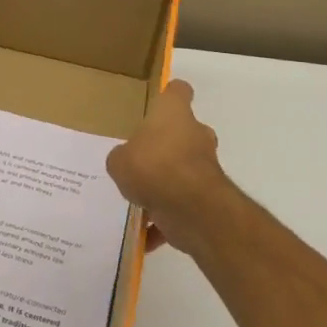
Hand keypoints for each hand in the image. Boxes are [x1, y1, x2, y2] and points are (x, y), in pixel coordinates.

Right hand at [106, 80, 228, 255]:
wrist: (190, 208)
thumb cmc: (152, 166)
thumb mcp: (119, 160)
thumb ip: (121, 158)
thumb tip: (126, 163)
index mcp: (173, 114)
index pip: (177, 91)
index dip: (169, 95)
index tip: (159, 103)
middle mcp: (195, 134)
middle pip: (183, 133)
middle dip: (165, 146)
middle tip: (140, 160)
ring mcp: (205, 166)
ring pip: (183, 170)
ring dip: (166, 184)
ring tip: (138, 200)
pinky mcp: (208, 197)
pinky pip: (182, 205)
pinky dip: (167, 219)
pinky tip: (145, 235)